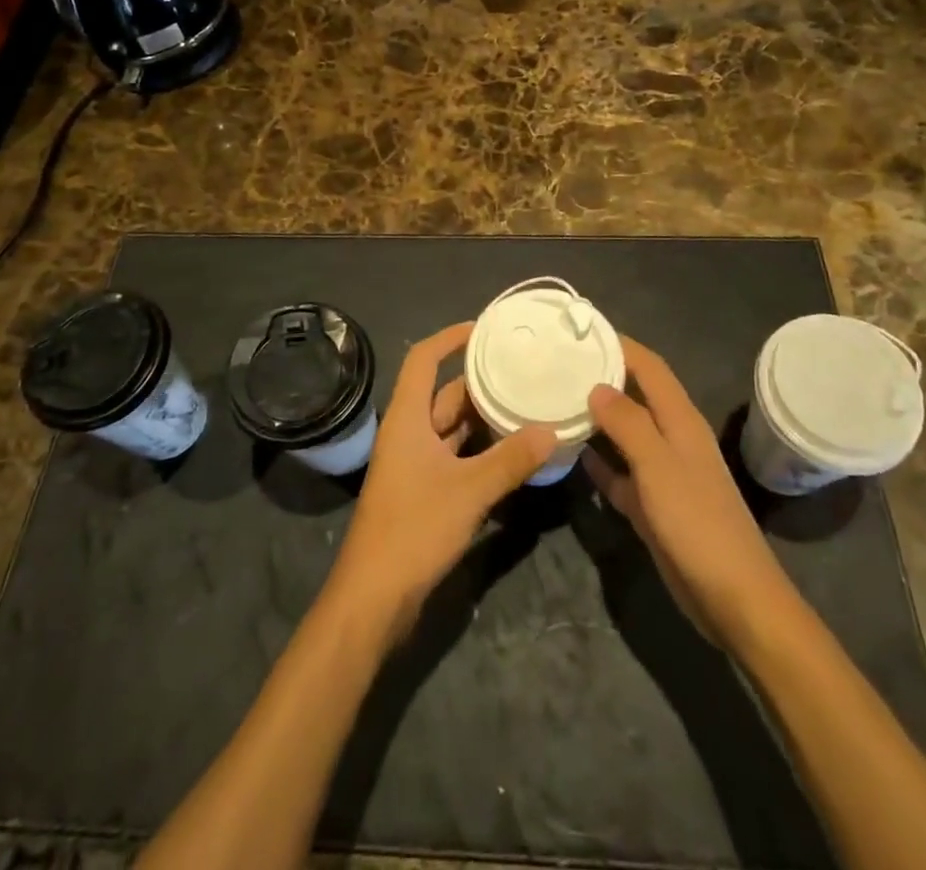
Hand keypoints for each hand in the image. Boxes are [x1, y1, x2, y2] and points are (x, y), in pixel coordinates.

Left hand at [326, 322, 555, 642]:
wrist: (374, 598)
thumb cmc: (413, 529)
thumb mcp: (468, 491)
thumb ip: (510, 460)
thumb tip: (552, 430)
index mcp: (407, 419)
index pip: (423, 360)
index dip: (450, 338)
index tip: (484, 329)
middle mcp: (408, 434)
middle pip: (444, 394)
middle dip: (479, 381)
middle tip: (522, 370)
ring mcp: (414, 464)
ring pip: (452, 428)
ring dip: (484, 418)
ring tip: (526, 403)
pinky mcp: (423, 492)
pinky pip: (456, 457)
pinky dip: (481, 450)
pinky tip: (513, 452)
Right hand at [585, 338, 794, 646]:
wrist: (733, 598)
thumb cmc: (697, 522)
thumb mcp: (659, 466)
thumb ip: (628, 423)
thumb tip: (597, 386)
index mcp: (679, 419)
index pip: (649, 366)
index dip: (620, 344)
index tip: (582, 330)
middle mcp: (671, 438)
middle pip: (635, 395)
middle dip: (603, 376)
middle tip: (558, 363)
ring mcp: (663, 473)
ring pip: (625, 433)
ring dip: (597, 418)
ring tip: (557, 400)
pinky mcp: (653, 505)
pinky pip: (621, 472)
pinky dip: (600, 461)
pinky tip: (573, 455)